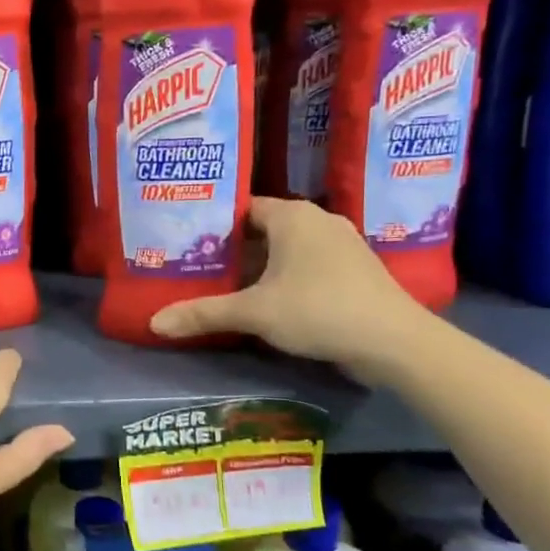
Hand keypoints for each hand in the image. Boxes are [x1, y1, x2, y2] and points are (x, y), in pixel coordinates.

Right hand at [149, 196, 430, 384]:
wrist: (396, 342)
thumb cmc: (319, 310)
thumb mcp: (254, 313)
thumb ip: (203, 314)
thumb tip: (153, 323)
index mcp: (292, 215)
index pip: (240, 207)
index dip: (211, 222)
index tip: (183, 237)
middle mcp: (317, 220)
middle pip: (261, 228)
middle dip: (230, 246)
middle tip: (194, 261)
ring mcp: (340, 244)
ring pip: (285, 247)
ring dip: (258, 263)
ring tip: (221, 280)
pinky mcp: (353, 269)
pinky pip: (306, 262)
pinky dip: (283, 275)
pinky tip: (264, 297)